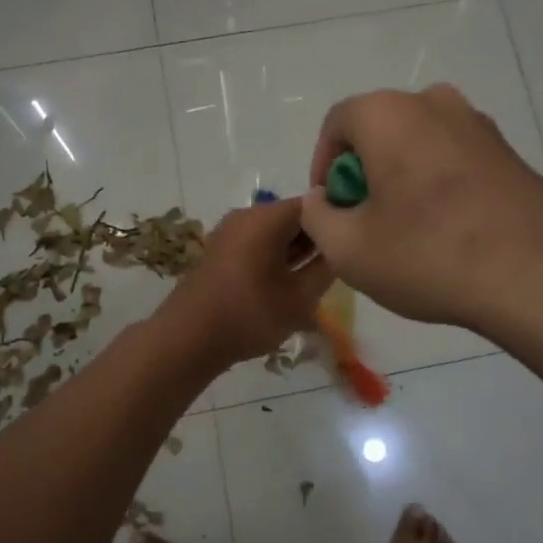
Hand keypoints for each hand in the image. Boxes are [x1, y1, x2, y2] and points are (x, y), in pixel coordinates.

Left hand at [155, 197, 335, 368]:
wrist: (187, 339)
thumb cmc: (249, 314)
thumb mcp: (300, 297)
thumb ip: (327, 267)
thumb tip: (341, 248)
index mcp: (267, 217)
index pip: (316, 203)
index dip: (338, 219)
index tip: (355, 242)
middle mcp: (247, 215)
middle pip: (295, 216)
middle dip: (318, 237)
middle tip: (340, 266)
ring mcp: (230, 231)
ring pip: (277, 232)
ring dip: (298, 251)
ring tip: (316, 279)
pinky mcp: (221, 250)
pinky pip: (259, 243)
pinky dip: (277, 257)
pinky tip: (288, 284)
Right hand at [300, 85, 542, 332]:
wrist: (536, 276)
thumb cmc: (428, 255)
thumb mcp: (348, 249)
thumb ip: (317, 216)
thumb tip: (322, 200)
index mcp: (388, 113)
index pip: (337, 124)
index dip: (323, 166)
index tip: (330, 208)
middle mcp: (435, 103)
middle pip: (380, 130)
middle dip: (364, 171)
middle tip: (365, 220)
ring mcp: (479, 125)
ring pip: (420, 143)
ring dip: (403, 176)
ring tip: (408, 228)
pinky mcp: (510, 152)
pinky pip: (456, 158)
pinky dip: (440, 183)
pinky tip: (449, 230)